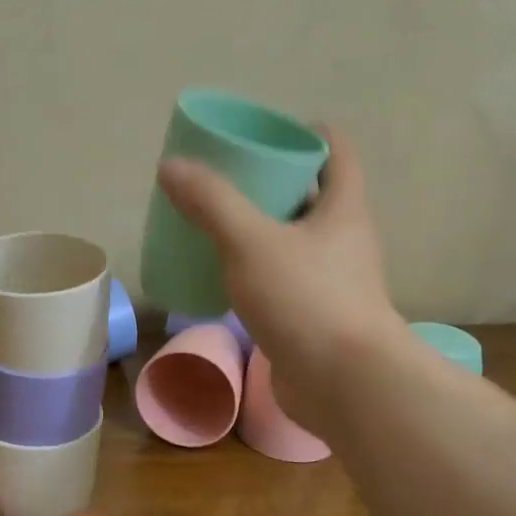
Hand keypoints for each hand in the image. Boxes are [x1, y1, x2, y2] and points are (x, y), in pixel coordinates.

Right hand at [156, 124, 401, 436]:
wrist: (344, 383)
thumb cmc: (306, 299)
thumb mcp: (250, 241)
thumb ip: (211, 203)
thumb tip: (171, 166)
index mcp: (343, 209)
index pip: (337, 153)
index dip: (308, 134)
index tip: (268, 131)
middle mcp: (344, 240)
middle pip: (311, 196)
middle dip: (273, 183)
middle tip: (227, 177)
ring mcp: (332, 281)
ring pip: (295, 241)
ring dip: (262, 229)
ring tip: (217, 222)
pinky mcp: (315, 317)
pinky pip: (283, 279)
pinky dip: (257, 270)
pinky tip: (224, 275)